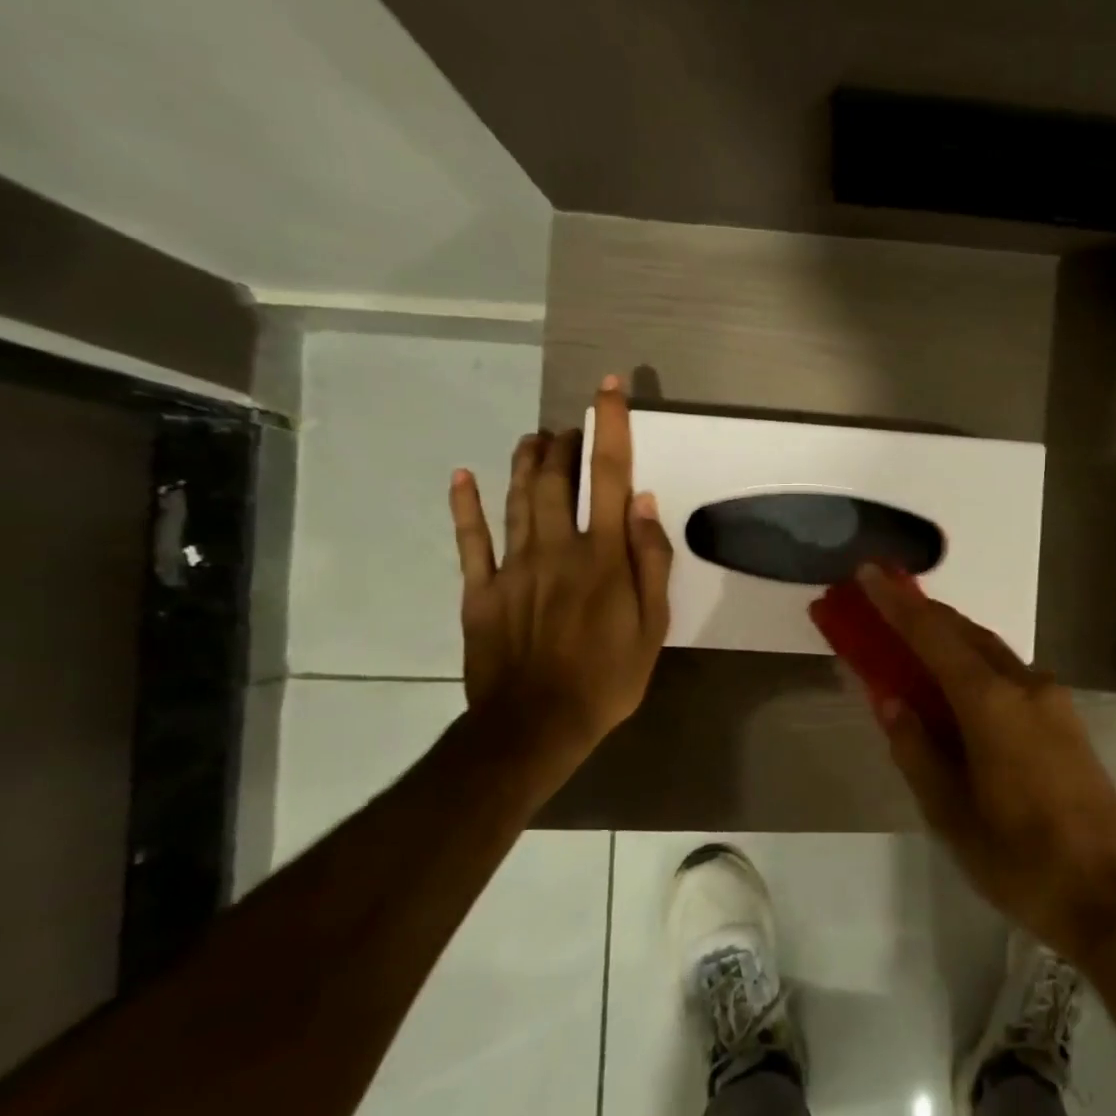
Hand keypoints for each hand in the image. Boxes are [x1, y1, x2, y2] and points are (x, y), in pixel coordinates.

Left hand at [447, 378, 672, 752]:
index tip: (609, 389)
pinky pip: (471, 540)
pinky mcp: (480, 590)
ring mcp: (513, 567)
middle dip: (566, 442)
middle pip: (556, 479)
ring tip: (534, 435)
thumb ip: (651, 562)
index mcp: (603, 556)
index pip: (610, 478)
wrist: (535, 726)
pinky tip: (463, 476)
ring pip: (516, 499)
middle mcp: (557, 548)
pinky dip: (466, 506)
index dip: (611, 428)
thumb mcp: (653, 626)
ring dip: (525, 461)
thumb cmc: (608, 677)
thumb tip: (644, 505)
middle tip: (572, 424)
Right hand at [856, 567, 1115, 967]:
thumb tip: (890, 700)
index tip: (868, 574)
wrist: (1111, 894)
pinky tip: (957, 689)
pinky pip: (1010, 675)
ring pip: (991, 652)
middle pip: (966, 634)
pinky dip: (975, 667)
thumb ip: (916, 749)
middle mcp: (1026, 686)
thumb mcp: (950, 814)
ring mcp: (1053, 700)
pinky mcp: (1066, 719)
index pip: (934, 637)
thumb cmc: (1020, 860)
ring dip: (950, 640)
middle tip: (882, 605)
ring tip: (911, 644)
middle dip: (922, 615)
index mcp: (992, 704)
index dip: (897, 604)